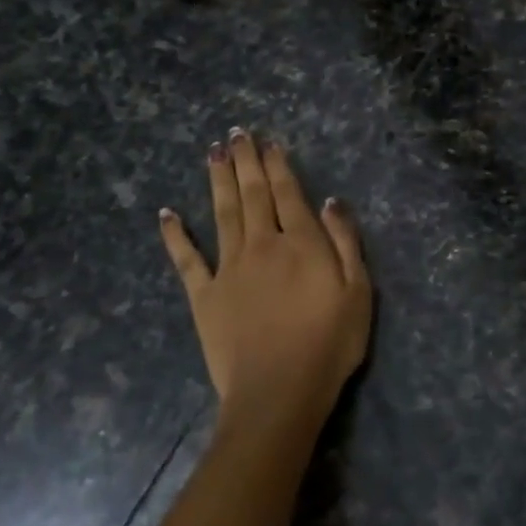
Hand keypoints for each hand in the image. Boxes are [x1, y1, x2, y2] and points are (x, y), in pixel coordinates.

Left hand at [159, 130, 372, 440]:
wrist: (278, 392)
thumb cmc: (329, 345)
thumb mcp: (358, 292)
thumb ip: (346, 243)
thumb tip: (330, 201)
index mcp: (301, 243)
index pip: (288, 193)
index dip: (278, 165)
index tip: (268, 142)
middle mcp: (262, 245)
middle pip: (252, 194)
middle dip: (245, 161)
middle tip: (236, 133)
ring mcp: (229, 268)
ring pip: (222, 213)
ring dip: (217, 181)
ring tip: (213, 153)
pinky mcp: (204, 295)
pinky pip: (186, 259)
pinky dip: (175, 235)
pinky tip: (166, 214)